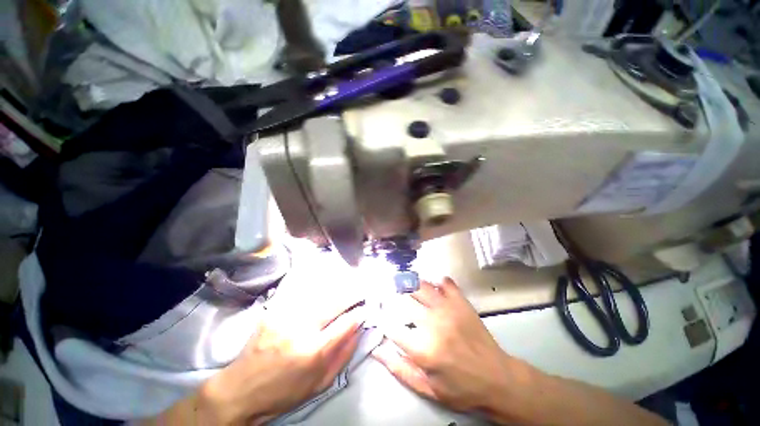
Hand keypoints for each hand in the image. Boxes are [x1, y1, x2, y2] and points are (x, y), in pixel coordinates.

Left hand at [196, 251, 365, 424]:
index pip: (345, 324)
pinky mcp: (273, 311)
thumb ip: (343, 356)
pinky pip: (299, 296)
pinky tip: (320, 288)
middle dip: (349, 295)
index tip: (365, 308)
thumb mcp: (319, 384)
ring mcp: (285, 317)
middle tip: (359, 291)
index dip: (358, 313)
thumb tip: (358, 331)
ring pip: (317, 295)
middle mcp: (301, 329)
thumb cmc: (283, 393)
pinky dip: (314, 291)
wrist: (241, 390)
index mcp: (313, 351)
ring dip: (334, 290)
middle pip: (333, 303)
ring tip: (344, 287)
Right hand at [373, 278, 518, 413]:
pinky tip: (433, 285)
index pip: (392, 327)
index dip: (382, 318)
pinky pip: (445, 283)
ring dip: (410, 284)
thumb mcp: (428, 388)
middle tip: (389, 295)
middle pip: (404, 301)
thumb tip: (377, 349)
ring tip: (404, 284)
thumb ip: (400, 369)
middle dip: (393, 297)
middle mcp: (433, 324)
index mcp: (423, 349)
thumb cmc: (460, 388)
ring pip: (421, 287)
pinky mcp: (461, 303)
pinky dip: (437, 281)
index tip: (378, 314)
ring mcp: (448, 309)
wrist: (498, 379)